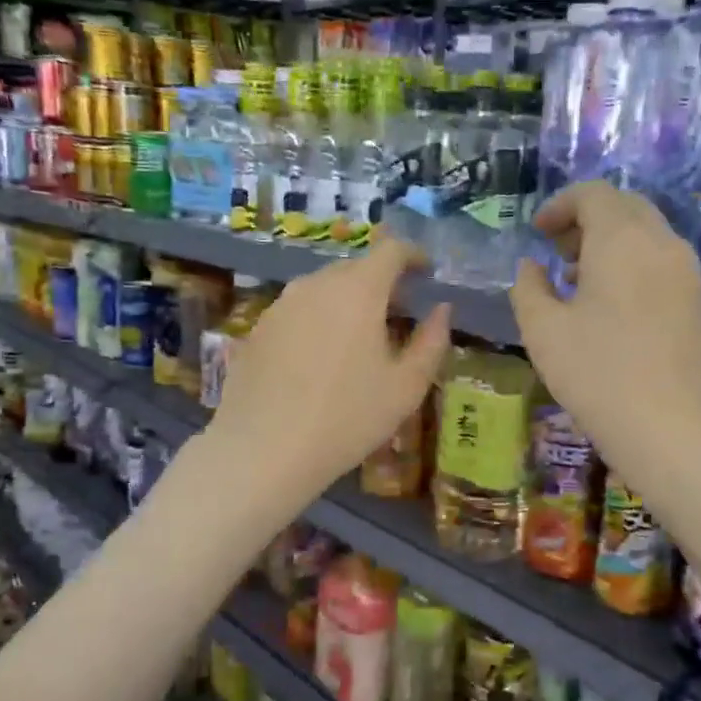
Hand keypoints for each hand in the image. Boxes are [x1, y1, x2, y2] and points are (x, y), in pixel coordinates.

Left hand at [209, 239, 449, 501]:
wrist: (262, 450)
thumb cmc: (346, 418)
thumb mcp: (405, 387)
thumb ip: (431, 342)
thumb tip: (442, 310)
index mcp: (358, 290)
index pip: (390, 250)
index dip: (413, 255)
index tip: (425, 272)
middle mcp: (316, 284)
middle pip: (355, 268)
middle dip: (381, 282)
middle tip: (398, 314)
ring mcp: (281, 304)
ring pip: (323, 289)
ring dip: (347, 301)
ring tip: (359, 339)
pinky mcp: (258, 328)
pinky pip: (298, 310)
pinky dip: (318, 320)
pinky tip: (320, 359)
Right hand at [511, 182, 700, 491]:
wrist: (679, 431)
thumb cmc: (600, 375)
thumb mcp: (543, 332)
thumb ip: (529, 289)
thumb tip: (532, 267)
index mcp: (623, 240)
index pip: (594, 194)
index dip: (560, 206)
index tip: (537, 232)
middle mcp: (663, 244)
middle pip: (625, 208)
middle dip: (587, 220)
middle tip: (556, 252)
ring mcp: (689, 274)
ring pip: (647, 236)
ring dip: (611, 244)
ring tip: (578, 282)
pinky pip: (662, 264)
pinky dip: (633, 266)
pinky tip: (612, 309)